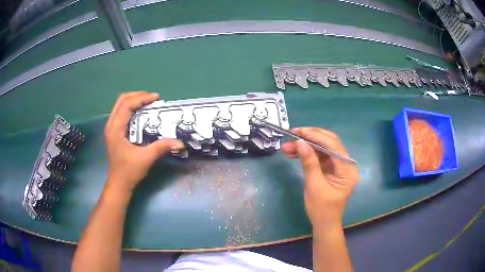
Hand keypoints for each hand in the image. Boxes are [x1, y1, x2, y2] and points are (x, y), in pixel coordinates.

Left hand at [104, 91, 184, 192]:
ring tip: (148, 102)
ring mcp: (111, 128)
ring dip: (134, 101)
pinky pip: (121, 113)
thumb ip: (161, 147)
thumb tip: (180, 142)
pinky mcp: (114, 132)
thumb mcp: (145, 158)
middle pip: (121, 101)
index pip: (126, 105)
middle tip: (152, 98)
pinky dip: (131, 108)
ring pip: (120, 105)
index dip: (141, 98)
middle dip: (137, 96)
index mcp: (115, 129)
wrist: (118, 184)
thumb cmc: (128, 172)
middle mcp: (111, 125)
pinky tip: (141, 113)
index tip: (156, 98)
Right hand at [281, 128, 358, 228]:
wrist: (324, 224)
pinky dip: (307, 154)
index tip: (299, 131)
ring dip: (306, 146)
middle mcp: (346, 164)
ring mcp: (338, 166)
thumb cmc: (322, 209)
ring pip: (322, 149)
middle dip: (310, 138)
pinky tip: (294, 153)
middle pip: (329, 143)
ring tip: (287, 147)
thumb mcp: (314, 186)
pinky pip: (319, 157)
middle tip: (292, 134)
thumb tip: (300, 142)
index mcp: (347, 169)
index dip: (316, 136)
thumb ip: (309, 163)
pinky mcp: (331, 169)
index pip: (333, 145)